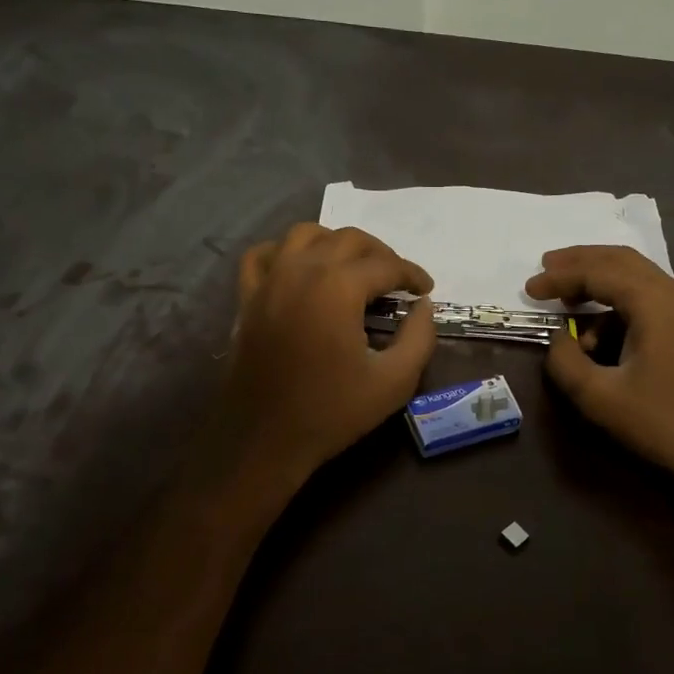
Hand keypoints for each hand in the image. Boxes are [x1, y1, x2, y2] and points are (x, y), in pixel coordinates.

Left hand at [220, 223, 435, 479]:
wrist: (265, 439)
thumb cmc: (332, 412)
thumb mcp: (394, 382)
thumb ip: (419, 338)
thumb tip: (424, 308)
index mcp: (338, 288)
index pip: (385, 264)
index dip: (412, 274)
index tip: (426, 290)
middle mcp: (301, 271)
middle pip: (348, 239)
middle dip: (380, 254)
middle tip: (397, 280)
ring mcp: (269, 281)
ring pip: (305, 234)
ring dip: (335, 243)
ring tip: (353, 268)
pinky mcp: (247, 298)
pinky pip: (263, 255)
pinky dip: (285, 252)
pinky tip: (299, 270)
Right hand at [526, 246, 673, 496]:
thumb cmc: (662, 423)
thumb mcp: (599, 396)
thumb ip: (566, 361)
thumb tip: (560, 339)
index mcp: (656, 302)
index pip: (599, 273)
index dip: (560, 277)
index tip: (529, 289)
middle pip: (621, 261)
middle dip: (581, 262)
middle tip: (546, 267)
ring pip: (638, 277)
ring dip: (600, 282)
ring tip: (567, 303)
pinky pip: (650, 298)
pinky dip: (619, 303)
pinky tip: (601, 333)